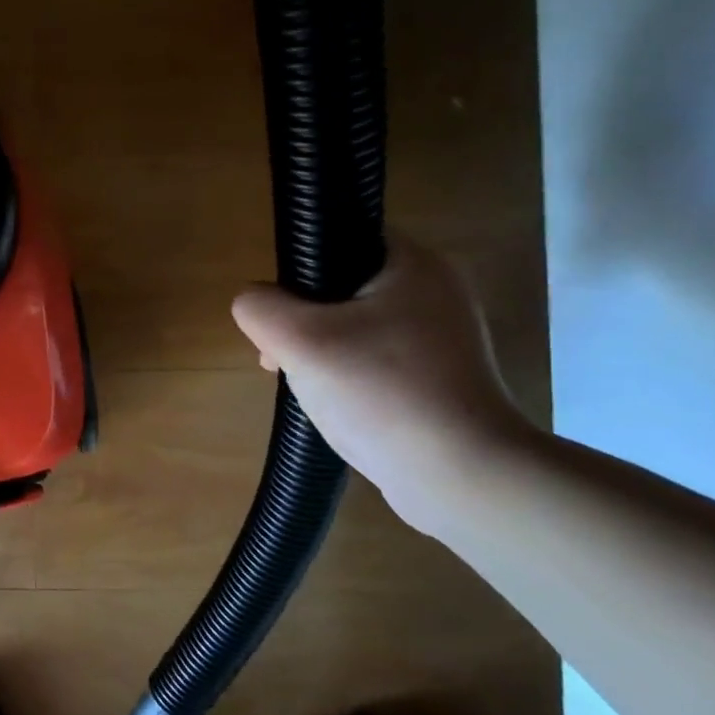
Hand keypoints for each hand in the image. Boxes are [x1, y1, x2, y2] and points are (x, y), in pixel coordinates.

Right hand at [230, 235, 535, 532]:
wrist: (460, 475)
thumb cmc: (381, 392)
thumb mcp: (299, 341)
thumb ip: (259, 308)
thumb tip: (253, 303)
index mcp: (414, 264)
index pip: (340, 239)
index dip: (297, 272)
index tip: (277, 317)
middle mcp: (436, 291)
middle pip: (343, 288)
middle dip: (302, 322)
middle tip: (281, 359)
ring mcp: (444, 338)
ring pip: (357, 328)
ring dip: (321, 353)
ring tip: (307, 389)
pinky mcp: (443, 378)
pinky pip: (378, 362)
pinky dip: (351, 377)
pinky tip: (338, 406)